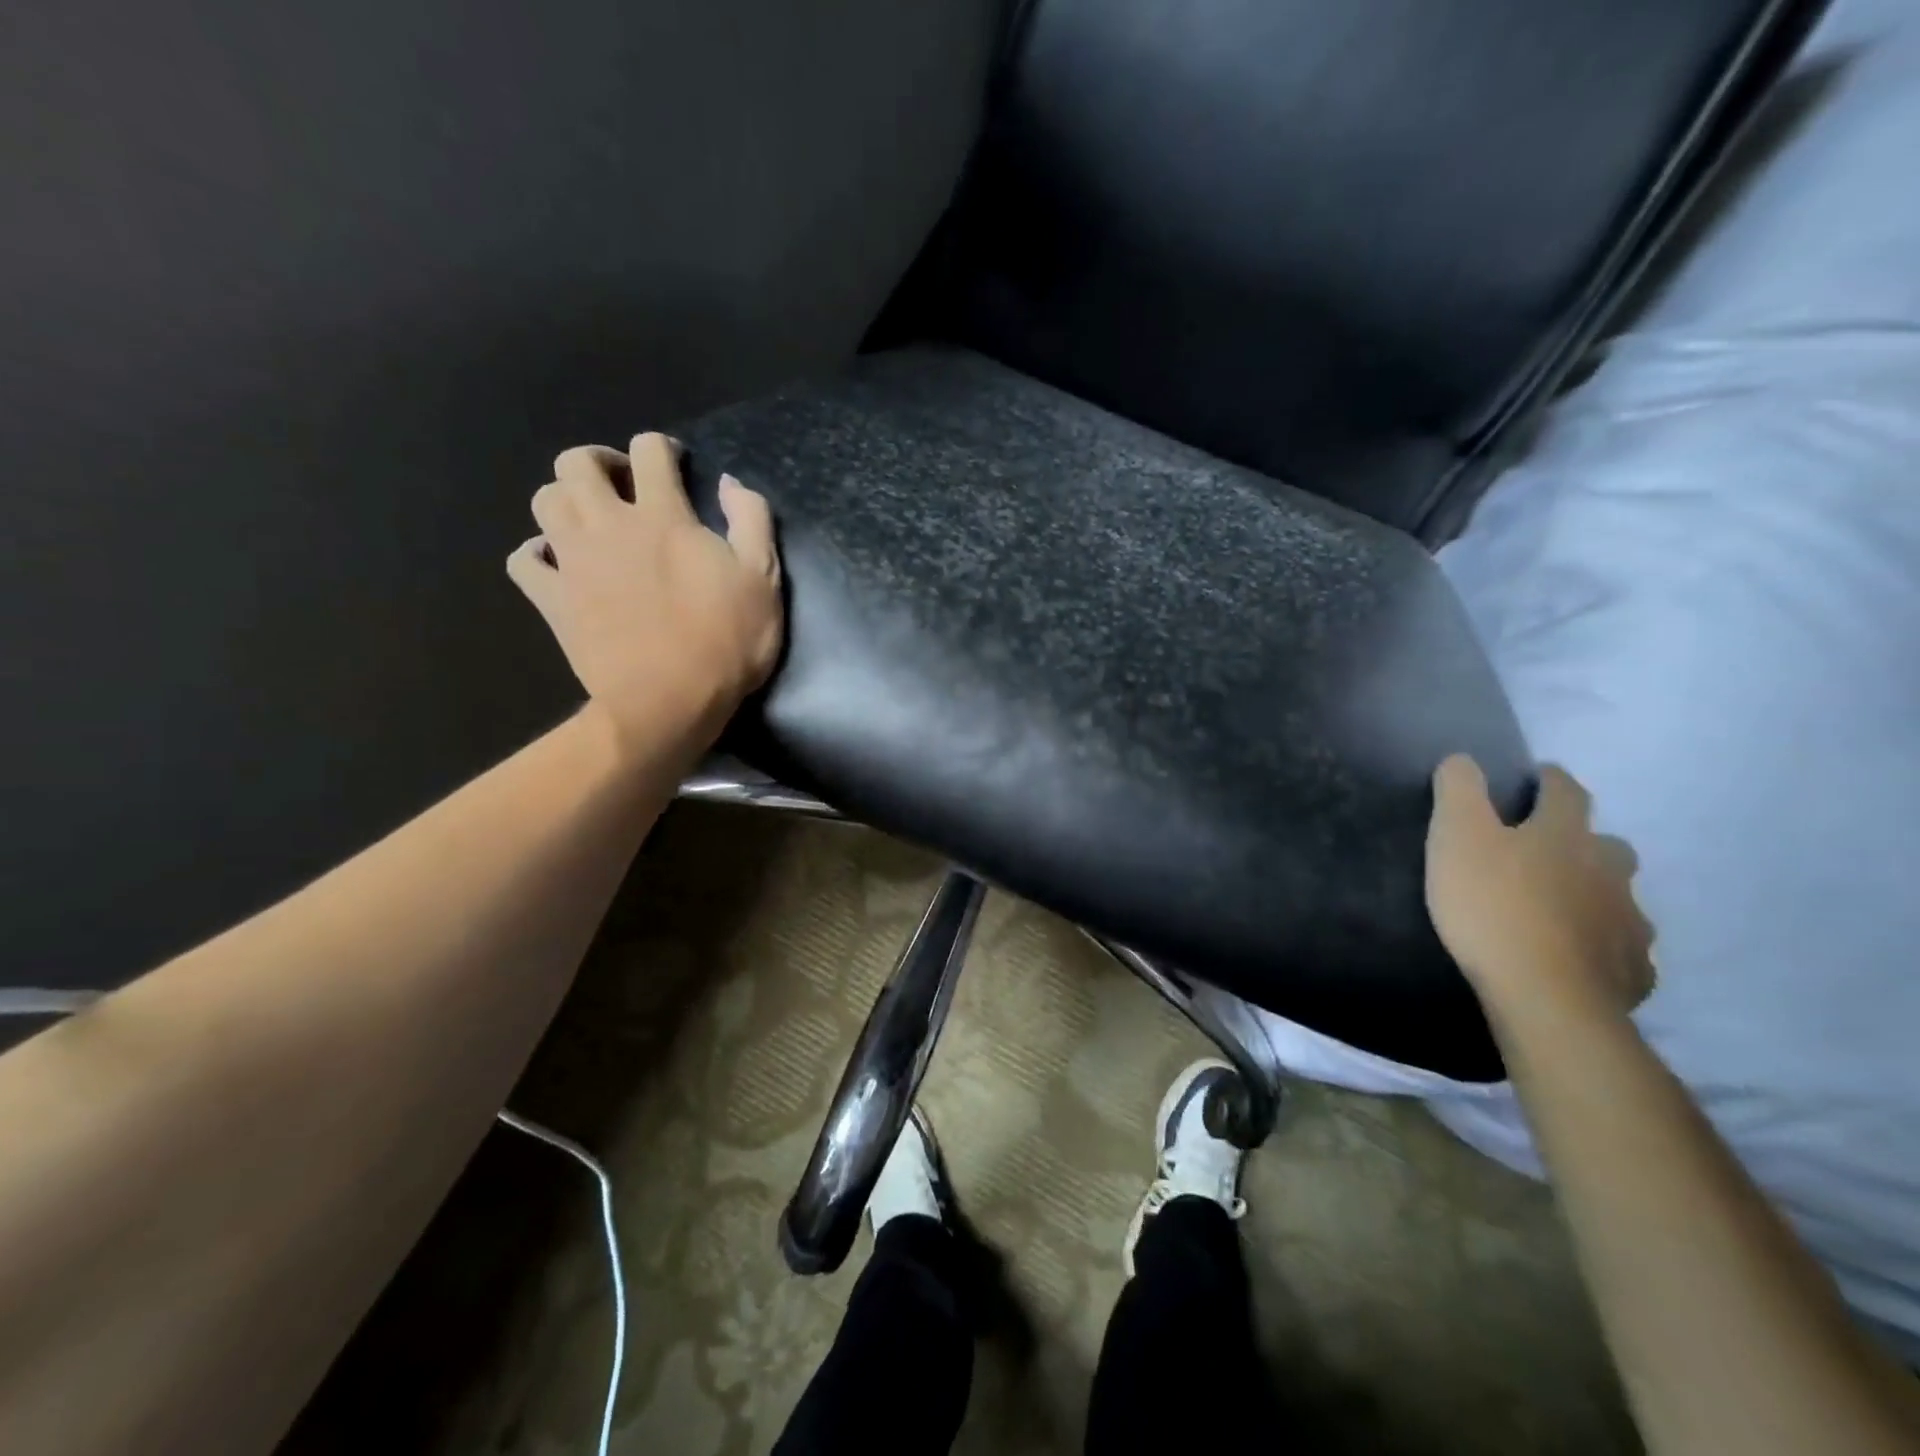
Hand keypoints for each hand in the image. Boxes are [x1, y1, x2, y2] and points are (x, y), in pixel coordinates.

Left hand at [507, 434, 782, 756]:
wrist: (667, 703)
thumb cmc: (725, 642)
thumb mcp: (764, 580)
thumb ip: (751, 520)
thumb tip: (730, 482)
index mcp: (663, 516)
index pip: (649, 450)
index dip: (663, 448)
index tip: (676, 465)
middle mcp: (608, 525)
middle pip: (576, 462)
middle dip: (599, 461)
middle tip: (623, 485)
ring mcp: (573, 561)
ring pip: (544, 500)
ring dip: (566, 499)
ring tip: (591, 521)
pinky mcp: (552, 599)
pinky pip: (523, 561)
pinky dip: (536, 553)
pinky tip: (556, 563)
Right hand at [1425, 756, 1654, 1020]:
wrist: (1545, 996)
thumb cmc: (1492, 905)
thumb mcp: (1456, 836)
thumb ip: (1458, 791)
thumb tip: (1464, 759)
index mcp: (1565, 834)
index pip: (1566, 791)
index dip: (1551, 780)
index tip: (1537, 777)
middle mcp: (1608, 870)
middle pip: (1607, 845)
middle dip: (1582, 842)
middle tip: (1546, 853)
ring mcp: (1628, 922)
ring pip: (1619, 898)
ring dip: (1595, 895)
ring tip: (1562, 909)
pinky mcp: (1633, 970)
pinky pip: (1622, 949)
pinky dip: (1603, 945)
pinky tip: (1580, 957)